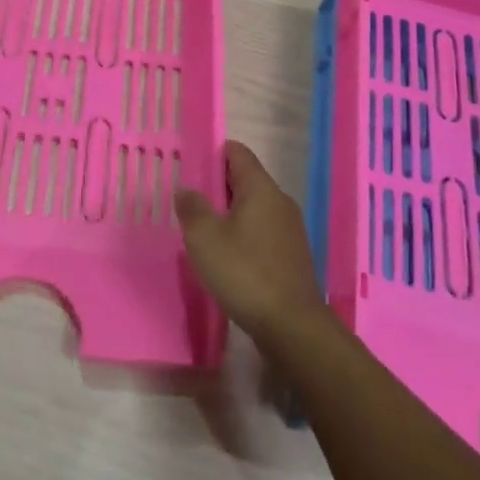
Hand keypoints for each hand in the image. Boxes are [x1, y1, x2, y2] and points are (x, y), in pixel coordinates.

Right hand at [174, 140, 327, 344]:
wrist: (292, 327)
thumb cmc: (245, 273)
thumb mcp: (205, 238)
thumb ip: (192, 208)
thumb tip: (186, 189)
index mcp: (261, 188)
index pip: (238, 152)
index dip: (213, 152)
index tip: (189, 164)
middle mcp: (279, 201)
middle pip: (246, 179)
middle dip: (217, 185)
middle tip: (188, 199)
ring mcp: (289, 229)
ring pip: (253, 207)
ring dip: (228, 213)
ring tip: (202, 228)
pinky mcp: (291, 255)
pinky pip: (262, 231)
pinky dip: (242, 234)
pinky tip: (225, 255)